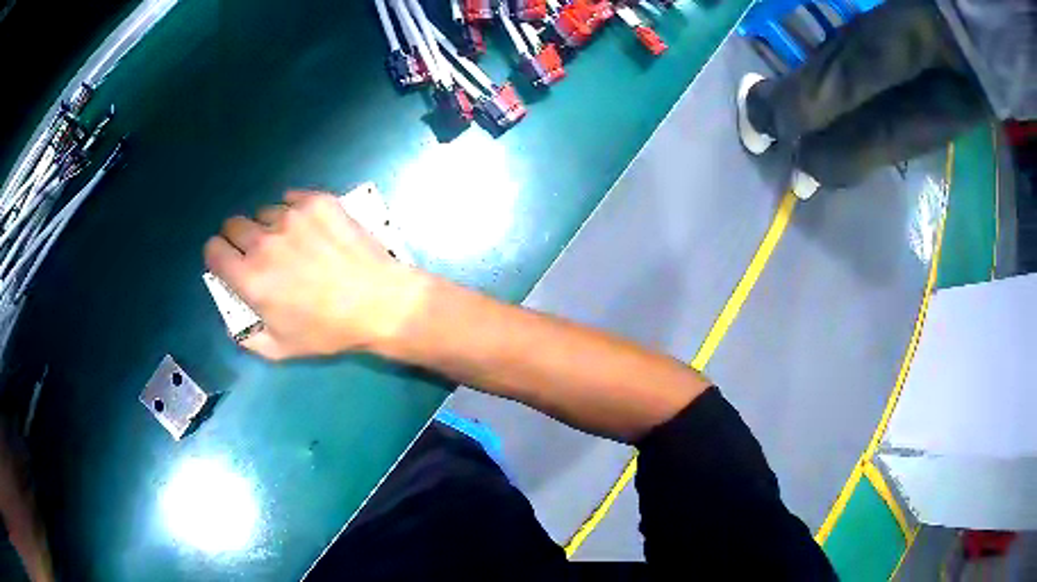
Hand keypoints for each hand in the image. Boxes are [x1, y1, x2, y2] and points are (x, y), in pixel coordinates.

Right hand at [204, 191, 428, 359]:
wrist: (379, 302)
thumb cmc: (329, 330)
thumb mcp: (280, 348)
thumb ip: (246, 335)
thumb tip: (231, 319)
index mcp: (249, 278)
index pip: (213, 250)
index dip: (218, 255)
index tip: (228, 261)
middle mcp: (264, 242)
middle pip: (233, 225)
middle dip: (238, 238)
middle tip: (259, 252)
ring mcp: (291, 217)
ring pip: (264, 211)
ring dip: (269, 226)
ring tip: (293, 243)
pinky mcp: (316, 201)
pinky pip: (291, 198)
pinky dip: (294, 210)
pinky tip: (311, 228)